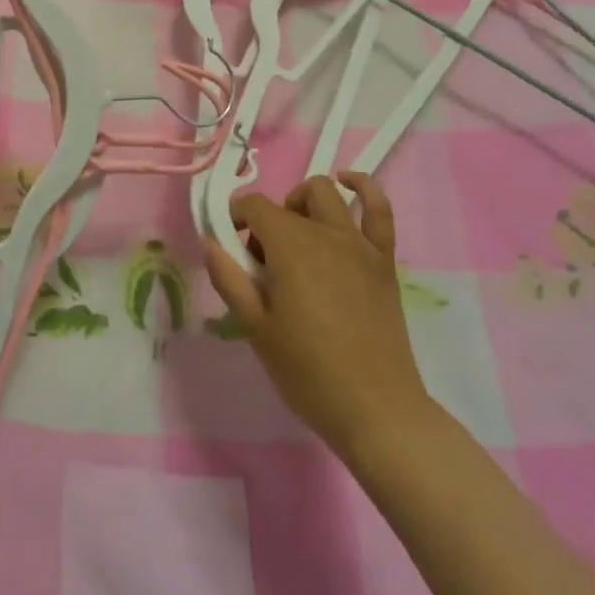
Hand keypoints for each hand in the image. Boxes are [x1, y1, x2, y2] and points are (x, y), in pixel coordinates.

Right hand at [203, 172, 430, 462]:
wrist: (376, 409)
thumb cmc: (308, 372)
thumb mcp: (256, 329)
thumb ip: (230, 279)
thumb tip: (211, 241)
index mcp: (290, 247)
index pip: (255, 206)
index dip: (236, 217)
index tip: (232, 246)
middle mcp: (325, 233)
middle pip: (287, 203)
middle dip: (268, 221)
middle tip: (264, 263)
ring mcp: (359, 243)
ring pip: (327, 194)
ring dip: (303, 203)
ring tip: (297, 235)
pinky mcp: (383, 259)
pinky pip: (379, 208)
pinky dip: (363, 188)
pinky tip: (349, 184)